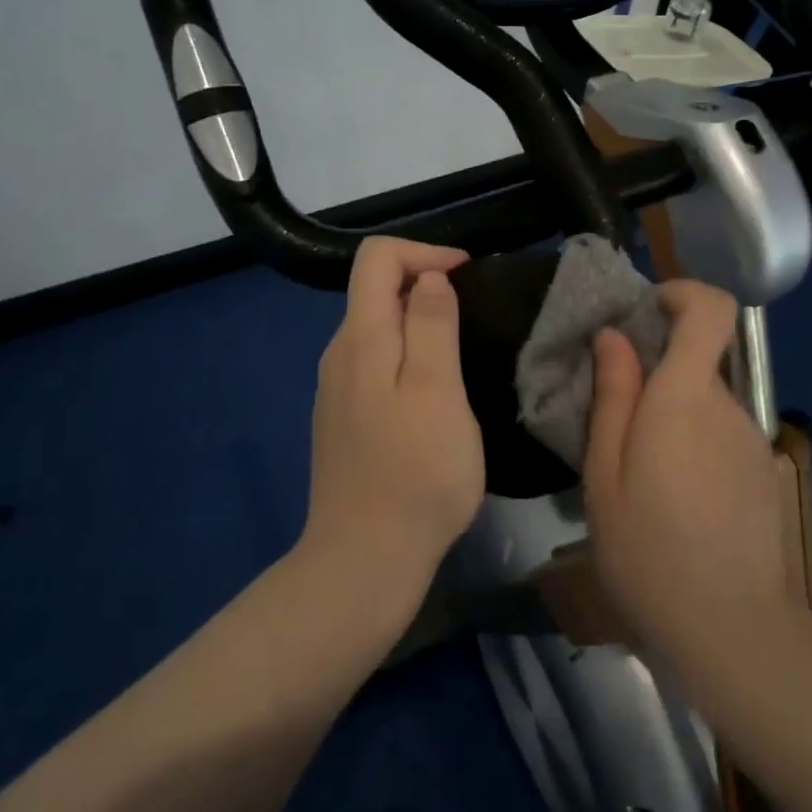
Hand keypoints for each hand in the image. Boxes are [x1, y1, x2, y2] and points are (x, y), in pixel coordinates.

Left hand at [299, 236, 485, 608]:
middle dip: (425, 283)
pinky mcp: (343, 417)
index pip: (377, 257)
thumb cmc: (415, 473)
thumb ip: (431, 325)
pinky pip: (375, 362)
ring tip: (462, 349)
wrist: (364, 560)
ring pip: (377, 327)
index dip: (424, 251)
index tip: (468, 276)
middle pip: (374, 289)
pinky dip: (407, 355)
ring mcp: (336, 388)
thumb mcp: (437, 391)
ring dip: (419, 321)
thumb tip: (428, 276)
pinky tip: (435, 392)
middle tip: (475, 315)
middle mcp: (339, 353)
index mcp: (360, 337)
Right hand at [582, 280, 788, 671]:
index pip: (711, 309)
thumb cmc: (647, 548)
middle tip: (612, 420)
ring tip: (637, 474)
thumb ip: (613, 394)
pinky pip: (720, 438)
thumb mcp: (605, 471)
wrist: (730, 631)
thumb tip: (614, 336)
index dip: (681, 293)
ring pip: (705, 404)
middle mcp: (728, 407)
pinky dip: (693, 447)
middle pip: (698, 361)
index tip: (644, 313)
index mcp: (686, 396)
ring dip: (671, 418)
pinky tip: (673, 502)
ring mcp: (751, 443)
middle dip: (655, 373)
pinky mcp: (763, 476)